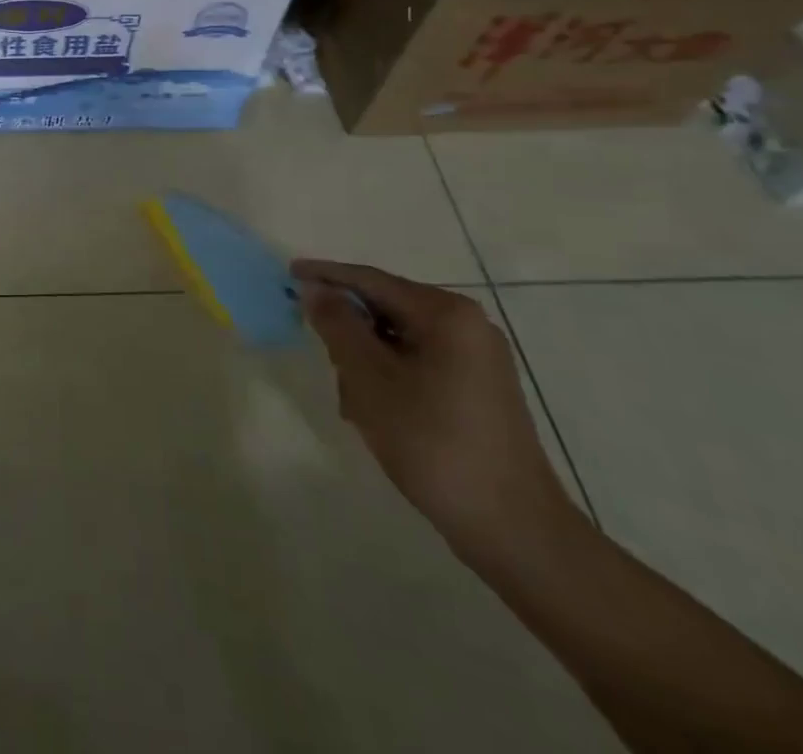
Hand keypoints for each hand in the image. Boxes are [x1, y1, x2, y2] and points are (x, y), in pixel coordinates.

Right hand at [294, 260, 582, 564]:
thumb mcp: (370, 380)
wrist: (514, 529)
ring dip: (367, 361)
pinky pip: (419, 363)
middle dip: (349, 331)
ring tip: (354, 404)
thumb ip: (337, 325)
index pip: (371, 280)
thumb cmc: (434, 444)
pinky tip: (377, 414)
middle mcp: (468, 325)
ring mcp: (478, 358)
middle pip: (386, 308)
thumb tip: (313, 288)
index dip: (326, 276)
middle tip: (325, 361)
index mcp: (446, 313)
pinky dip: (391, 377)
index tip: (288, 274)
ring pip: (399, 339)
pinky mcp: (480, 389)